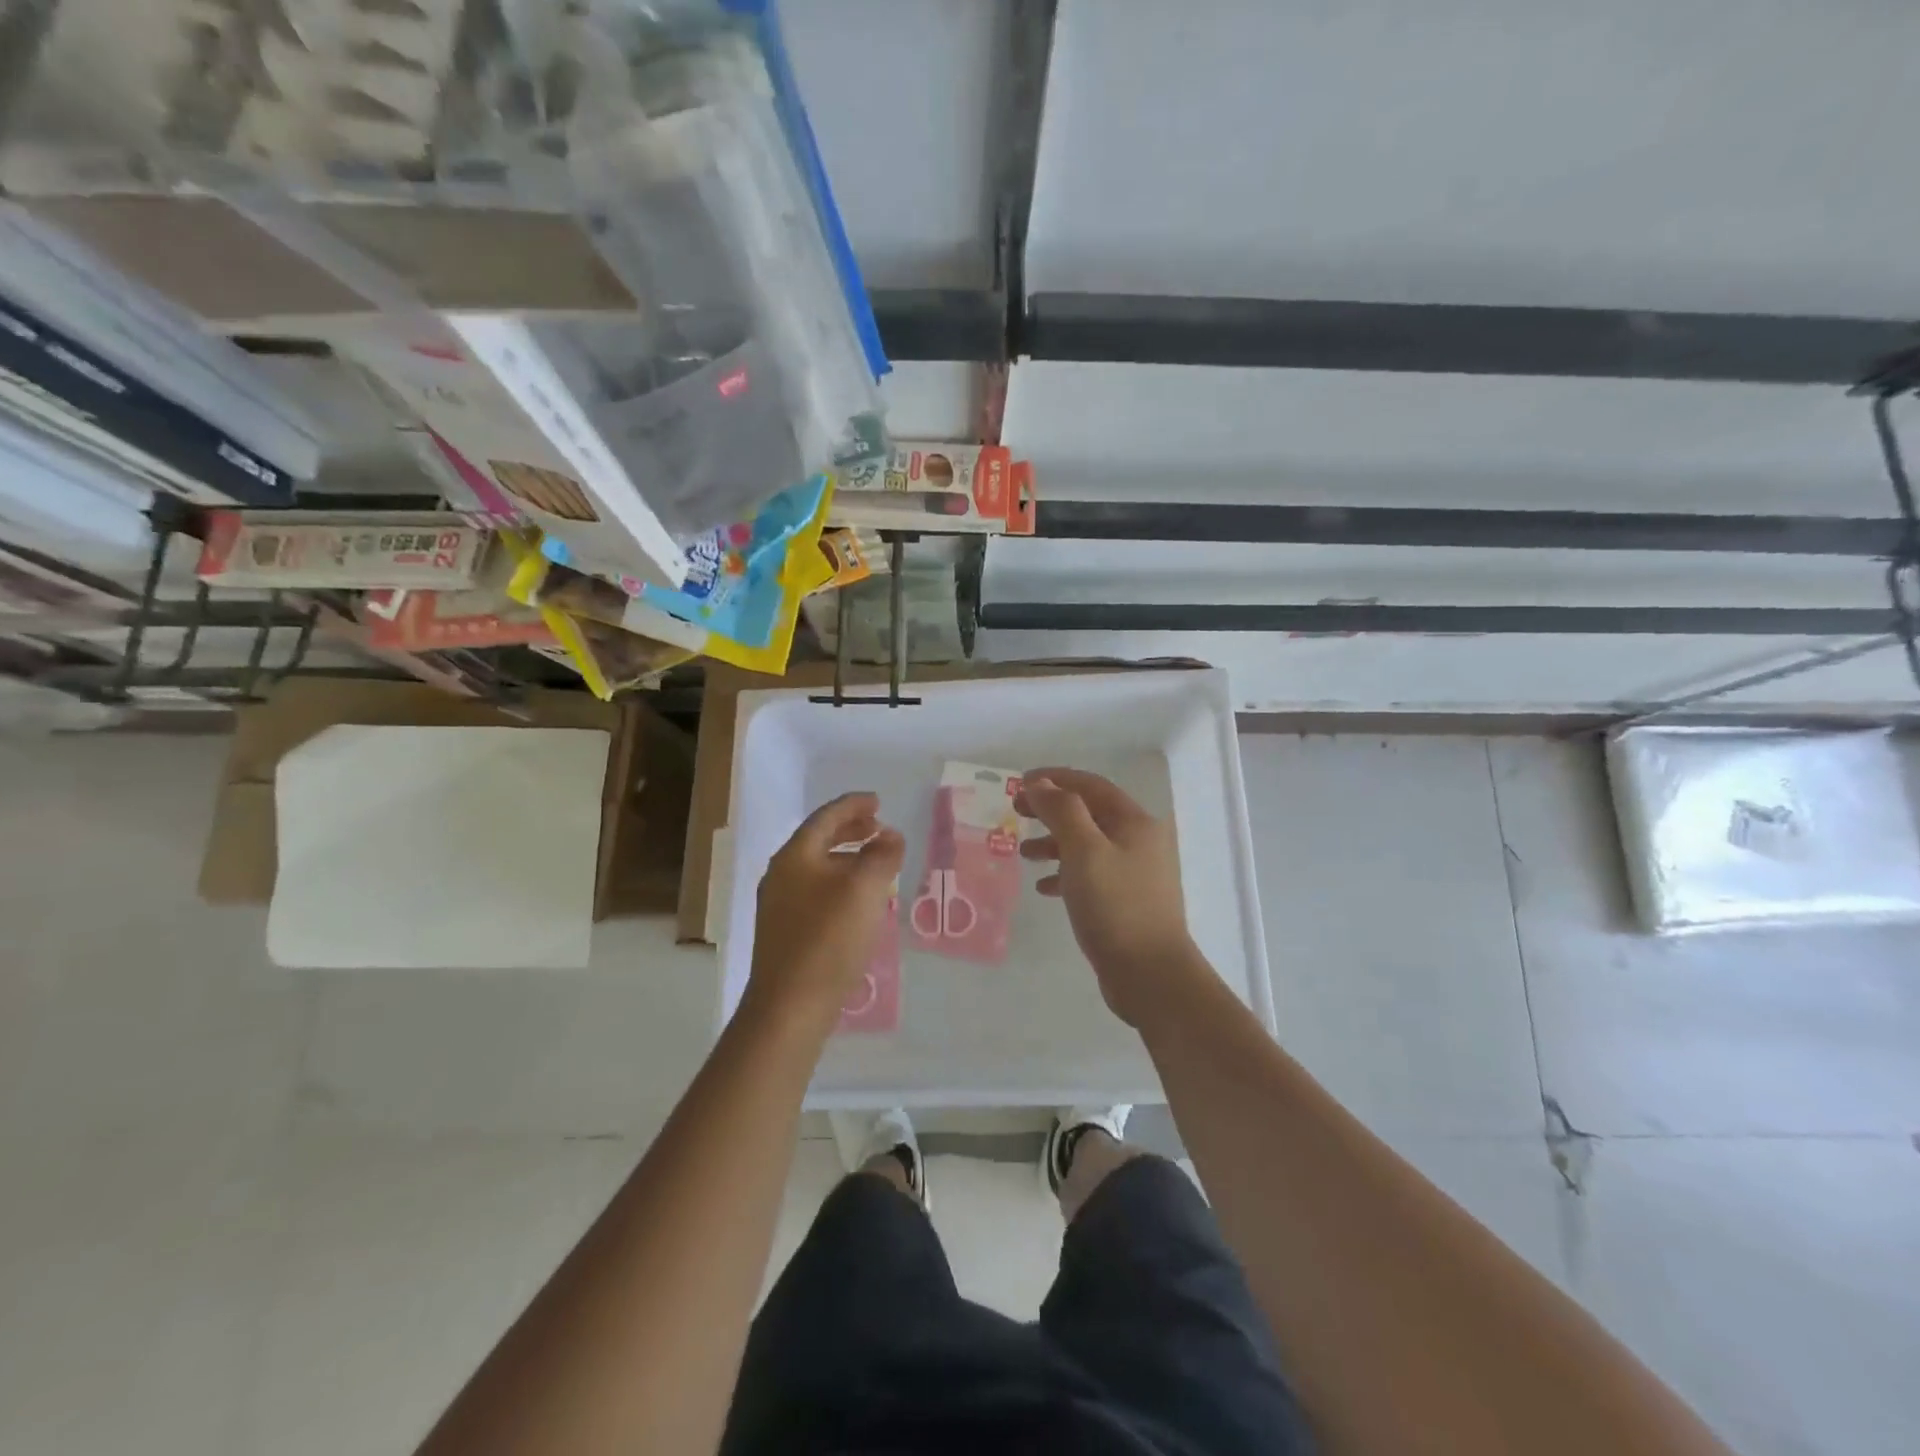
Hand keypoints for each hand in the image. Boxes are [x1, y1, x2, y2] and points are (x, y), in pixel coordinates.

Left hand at [747, 792, 904, 1031]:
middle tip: (878, 827)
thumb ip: (882, 855)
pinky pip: (816, 891)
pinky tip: (859, 901)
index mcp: (795, 856)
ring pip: (818, 867)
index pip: (826, 817)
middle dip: (850, 830)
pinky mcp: (785, 931)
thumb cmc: (828, 938)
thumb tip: (890, 836)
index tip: (878, 801)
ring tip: (876, 862)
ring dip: (847, 858)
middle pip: (819, 840)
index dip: (854, 805)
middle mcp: (781, 874)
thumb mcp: (865, 889)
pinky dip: (840, 883)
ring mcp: (779, 904)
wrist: (790, 1005)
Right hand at [1016, 768, 1202, 1027]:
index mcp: (1133, 821)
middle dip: (1051, 810)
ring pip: (1087, 844)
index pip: (1090, 785)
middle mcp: (1138, 840)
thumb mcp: (1083, 850)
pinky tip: (1044, 887)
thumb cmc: (1115, 905)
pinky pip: (1090, 874)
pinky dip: (1065, 873)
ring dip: (1054, 842)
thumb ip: (1061, 811)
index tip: (1019, 783)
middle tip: (1016, 812)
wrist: (1151, 975)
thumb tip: (1040, 783)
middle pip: (1088, 813)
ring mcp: (1134, 872)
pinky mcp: (1126, 900)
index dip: (1054, 779)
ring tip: (1024, 853)